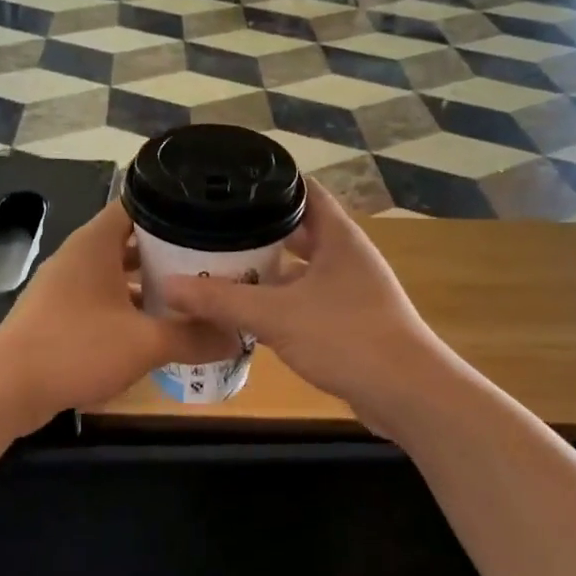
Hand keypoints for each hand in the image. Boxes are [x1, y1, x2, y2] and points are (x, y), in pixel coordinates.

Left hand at [0, 203, 232, 431]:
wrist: (6, 388)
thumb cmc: (77, 348)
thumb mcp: (145, 343)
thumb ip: (193, 337)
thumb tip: (237, 337)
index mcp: (95, 244)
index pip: (137, 204)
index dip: (173, 207)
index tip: (209, 219)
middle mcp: (79, 257)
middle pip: (131, 241)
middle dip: (170, 252)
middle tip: (213, 261)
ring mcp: (66, 287)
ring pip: (118, 275)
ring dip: (150, 285)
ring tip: (193, 295)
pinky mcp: (59, 316)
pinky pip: (104, 301)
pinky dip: (130, 309)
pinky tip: (157, 330)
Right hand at [157, 180, 449, 426]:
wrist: (406, 393)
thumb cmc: (347, 337)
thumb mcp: (277, 315)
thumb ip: (223, 300)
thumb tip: (169, 287)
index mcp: (339, 237)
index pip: (304, 191)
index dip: (270, 183)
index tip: (229, 183)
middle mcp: (347, 257)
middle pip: (299, 231)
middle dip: (258, 231)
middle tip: (212, 229)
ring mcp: (351, 290)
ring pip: (301, 270)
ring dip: (267, 271)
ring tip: (221, 268)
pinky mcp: (349, 322)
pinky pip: (306, 301)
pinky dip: (280, 302)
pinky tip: (248, 313)